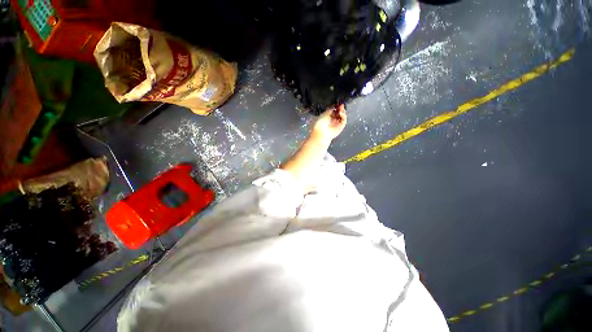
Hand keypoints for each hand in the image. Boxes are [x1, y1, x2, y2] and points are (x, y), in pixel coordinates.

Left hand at [311, 104, 346, 143]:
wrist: (322, 133)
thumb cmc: (320, 124)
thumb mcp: (324, 114)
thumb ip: (330, 109)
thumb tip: (334, 106)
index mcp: (327, 117)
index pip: (333, 111)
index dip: (336, 107)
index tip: (337, 104)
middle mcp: (332, 120)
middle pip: (339, 113)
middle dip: (340, 108)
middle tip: (341, 105)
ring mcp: (337, 124)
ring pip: (342, 116)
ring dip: (342, 112)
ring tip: (341, 109)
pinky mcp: (341, 127)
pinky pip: (344, 120)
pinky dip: (343, 116)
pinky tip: (341, 113)